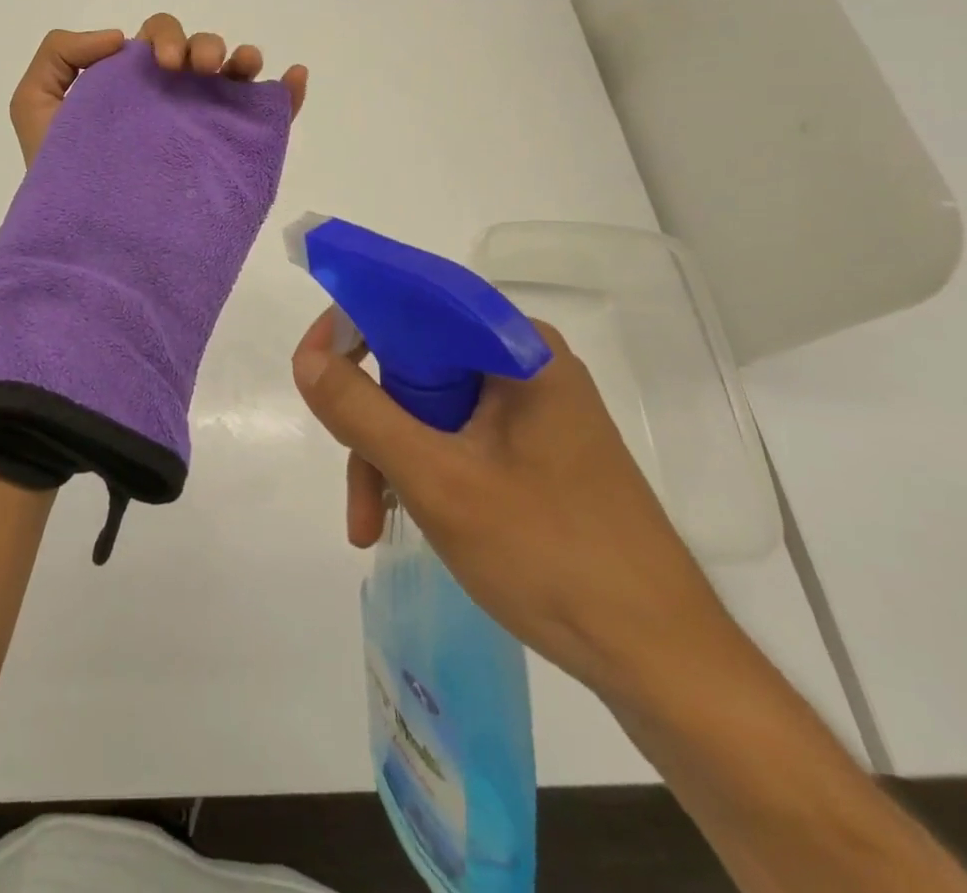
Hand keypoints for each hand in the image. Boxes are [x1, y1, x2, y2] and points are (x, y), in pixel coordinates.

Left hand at [8, 13, 309, 166]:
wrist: (82, 235)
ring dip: (242, 59)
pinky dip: (285, 93)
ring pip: (232, 77)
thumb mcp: (33, 104)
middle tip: (197, 72)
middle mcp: (168, 100)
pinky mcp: (223, 157)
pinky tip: (292, 79)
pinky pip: (262, 118)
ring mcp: (198, 127)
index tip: (162, 65)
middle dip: (206, 47)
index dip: (164, 38)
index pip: (157, 42)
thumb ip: (59, 55)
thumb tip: (118, 38)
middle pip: (200, 52)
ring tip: (239, 70)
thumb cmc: (57, 172)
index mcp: (131, 84)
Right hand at [291, 311, 742, 705]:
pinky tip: (402, 517)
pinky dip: (419, 470)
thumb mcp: (436, 480)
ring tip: (369, 522)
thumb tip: (305, 357)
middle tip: (350, 473)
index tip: (312, 372)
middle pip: (413, 360)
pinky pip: (453, 435)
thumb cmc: (550, 556)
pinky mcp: (533, 448)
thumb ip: (360, 411)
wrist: (661, 662)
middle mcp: (524, 363)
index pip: (412, 302)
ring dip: (388, 456)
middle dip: (369, 418)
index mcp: (515, 347)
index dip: (352, 327)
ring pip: (426, 404)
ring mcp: (531, 408)